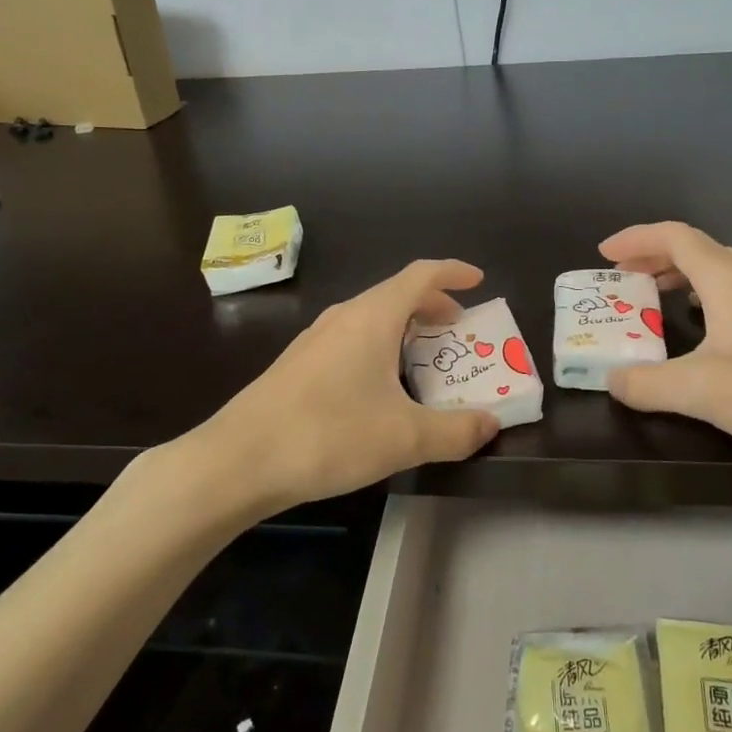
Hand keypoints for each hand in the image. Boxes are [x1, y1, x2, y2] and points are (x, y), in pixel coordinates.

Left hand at [198, 261, 500, 509]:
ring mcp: (316, 339)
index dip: (453, 272)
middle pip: (396, 294)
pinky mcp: (299, 364)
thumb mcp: (405, 438)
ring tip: (424, 356)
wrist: (240, 460)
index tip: (478, 281)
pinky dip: (379, 346)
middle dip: (432, 304)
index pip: (420, 275)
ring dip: (404, 327)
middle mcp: (344, 317)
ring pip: (371, 317)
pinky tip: (380, 385)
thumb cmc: (329, 434)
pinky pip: (351, 338)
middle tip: (459, 327)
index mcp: (373, 317)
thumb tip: (491, 424)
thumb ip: (455, 431)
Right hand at [599, 222, 731, 478]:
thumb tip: (611, 380)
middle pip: (694, 249)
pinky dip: (700, 301)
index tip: (603, 254)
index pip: (675, 237)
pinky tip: (696, 335)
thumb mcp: (701, 390)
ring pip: (716, 274)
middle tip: (621, 277)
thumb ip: (647, 384)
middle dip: (652, 256)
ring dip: (677, 277)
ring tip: (650, 300)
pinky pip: (730, 299)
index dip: (636, 238)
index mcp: (727, 281)